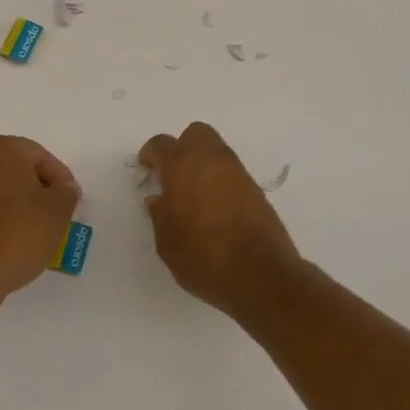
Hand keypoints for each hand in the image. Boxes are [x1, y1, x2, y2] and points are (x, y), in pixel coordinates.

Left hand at [0, 135, 81, 301]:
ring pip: (1, 190)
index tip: (71, 203)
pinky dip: (2, 218)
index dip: (61, 180)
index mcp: (1, 148)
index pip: (41, 157)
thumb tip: (63, 189)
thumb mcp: (58, 211)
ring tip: (38, 231)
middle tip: (57, 214)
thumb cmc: (18, 232)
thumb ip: (67, 192)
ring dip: (21, 205)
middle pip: (19, 170)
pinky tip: (15, 240)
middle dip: (40, 191)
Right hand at [139, 122, 299, 317]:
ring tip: (194, 195)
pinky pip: (232, 173)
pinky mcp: (256, 189)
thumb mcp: (168, 243)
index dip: (151, 155)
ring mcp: (237, 172)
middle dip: (183, 148)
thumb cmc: (204, 257)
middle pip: (195, 134)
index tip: (147, 169)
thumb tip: (158, 200)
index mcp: (182, 165)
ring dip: (203, 164)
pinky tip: (215, 208)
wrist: (261, 274)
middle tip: (174, 175)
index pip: (161, 145)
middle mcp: (211, 160)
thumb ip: (160, 216)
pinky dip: (221, 182)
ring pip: (216, 152)